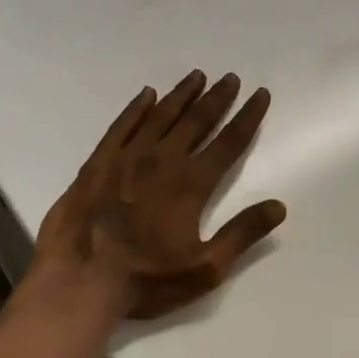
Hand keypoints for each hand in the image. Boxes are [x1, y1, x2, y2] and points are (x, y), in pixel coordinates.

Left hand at [34, 70, 287, 319]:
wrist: (80, 280)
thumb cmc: (147, 280)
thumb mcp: (205, 268)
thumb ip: (242, 234)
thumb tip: (278, 206)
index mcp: (191, 185)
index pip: (228, 143)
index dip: (247, 117)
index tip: (260, 95)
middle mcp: (161, 161)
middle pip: (196, 121)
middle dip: (217, 98)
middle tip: (231, 78)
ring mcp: (125, 159)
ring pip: (160, 117)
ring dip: (181, 95)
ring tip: (197, 76)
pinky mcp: (97, 164)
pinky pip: (121, 126)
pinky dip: (136, 109)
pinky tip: (146, 96)